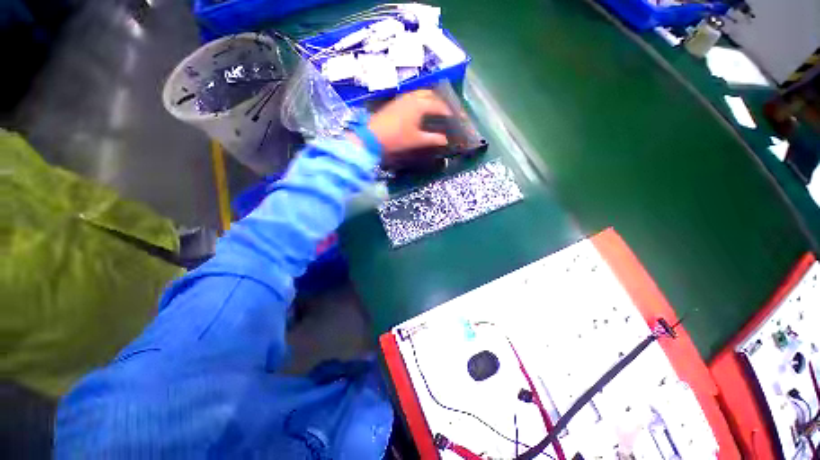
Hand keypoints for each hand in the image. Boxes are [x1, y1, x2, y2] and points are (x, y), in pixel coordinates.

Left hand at [364, 90, 451, 155]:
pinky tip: (420, 108)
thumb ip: (432, 139)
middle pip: (430, 94)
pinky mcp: (395, 101)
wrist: (373, 136)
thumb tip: (445, 140)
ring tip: (435, 108)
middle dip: (439, 100)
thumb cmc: (397, 138)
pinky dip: (420, 99)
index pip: (438, 105)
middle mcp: (412, 97)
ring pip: (420, 93)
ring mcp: (402, 98)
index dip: (447, 111)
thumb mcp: (416, 140)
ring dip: (429, 98)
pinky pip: (412, 96)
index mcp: (419, 105)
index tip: (455, 117)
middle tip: (446, 110)